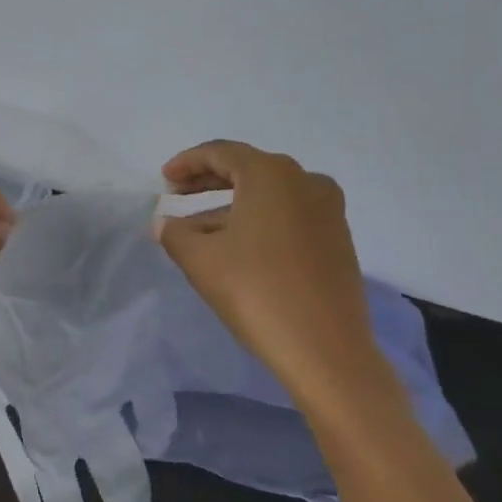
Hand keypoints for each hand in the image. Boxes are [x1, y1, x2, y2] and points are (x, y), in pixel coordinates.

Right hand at [154, 141, 388, 411]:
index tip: (164, 179)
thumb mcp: (199, 259)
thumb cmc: (255, 291)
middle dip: (208, 180)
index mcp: (271, 175)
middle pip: (248, 169)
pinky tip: (234, 245)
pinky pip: (287, 215)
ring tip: (197, 229)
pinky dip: (257, 220)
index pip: (222, 152)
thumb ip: (175, 233)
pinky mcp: (337, 239)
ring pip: (268, 195)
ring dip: (230, 204)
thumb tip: (165, 224)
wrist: (325, 348)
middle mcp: (306, 181)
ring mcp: (328, 210)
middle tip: (176, 194)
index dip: (188, 162)